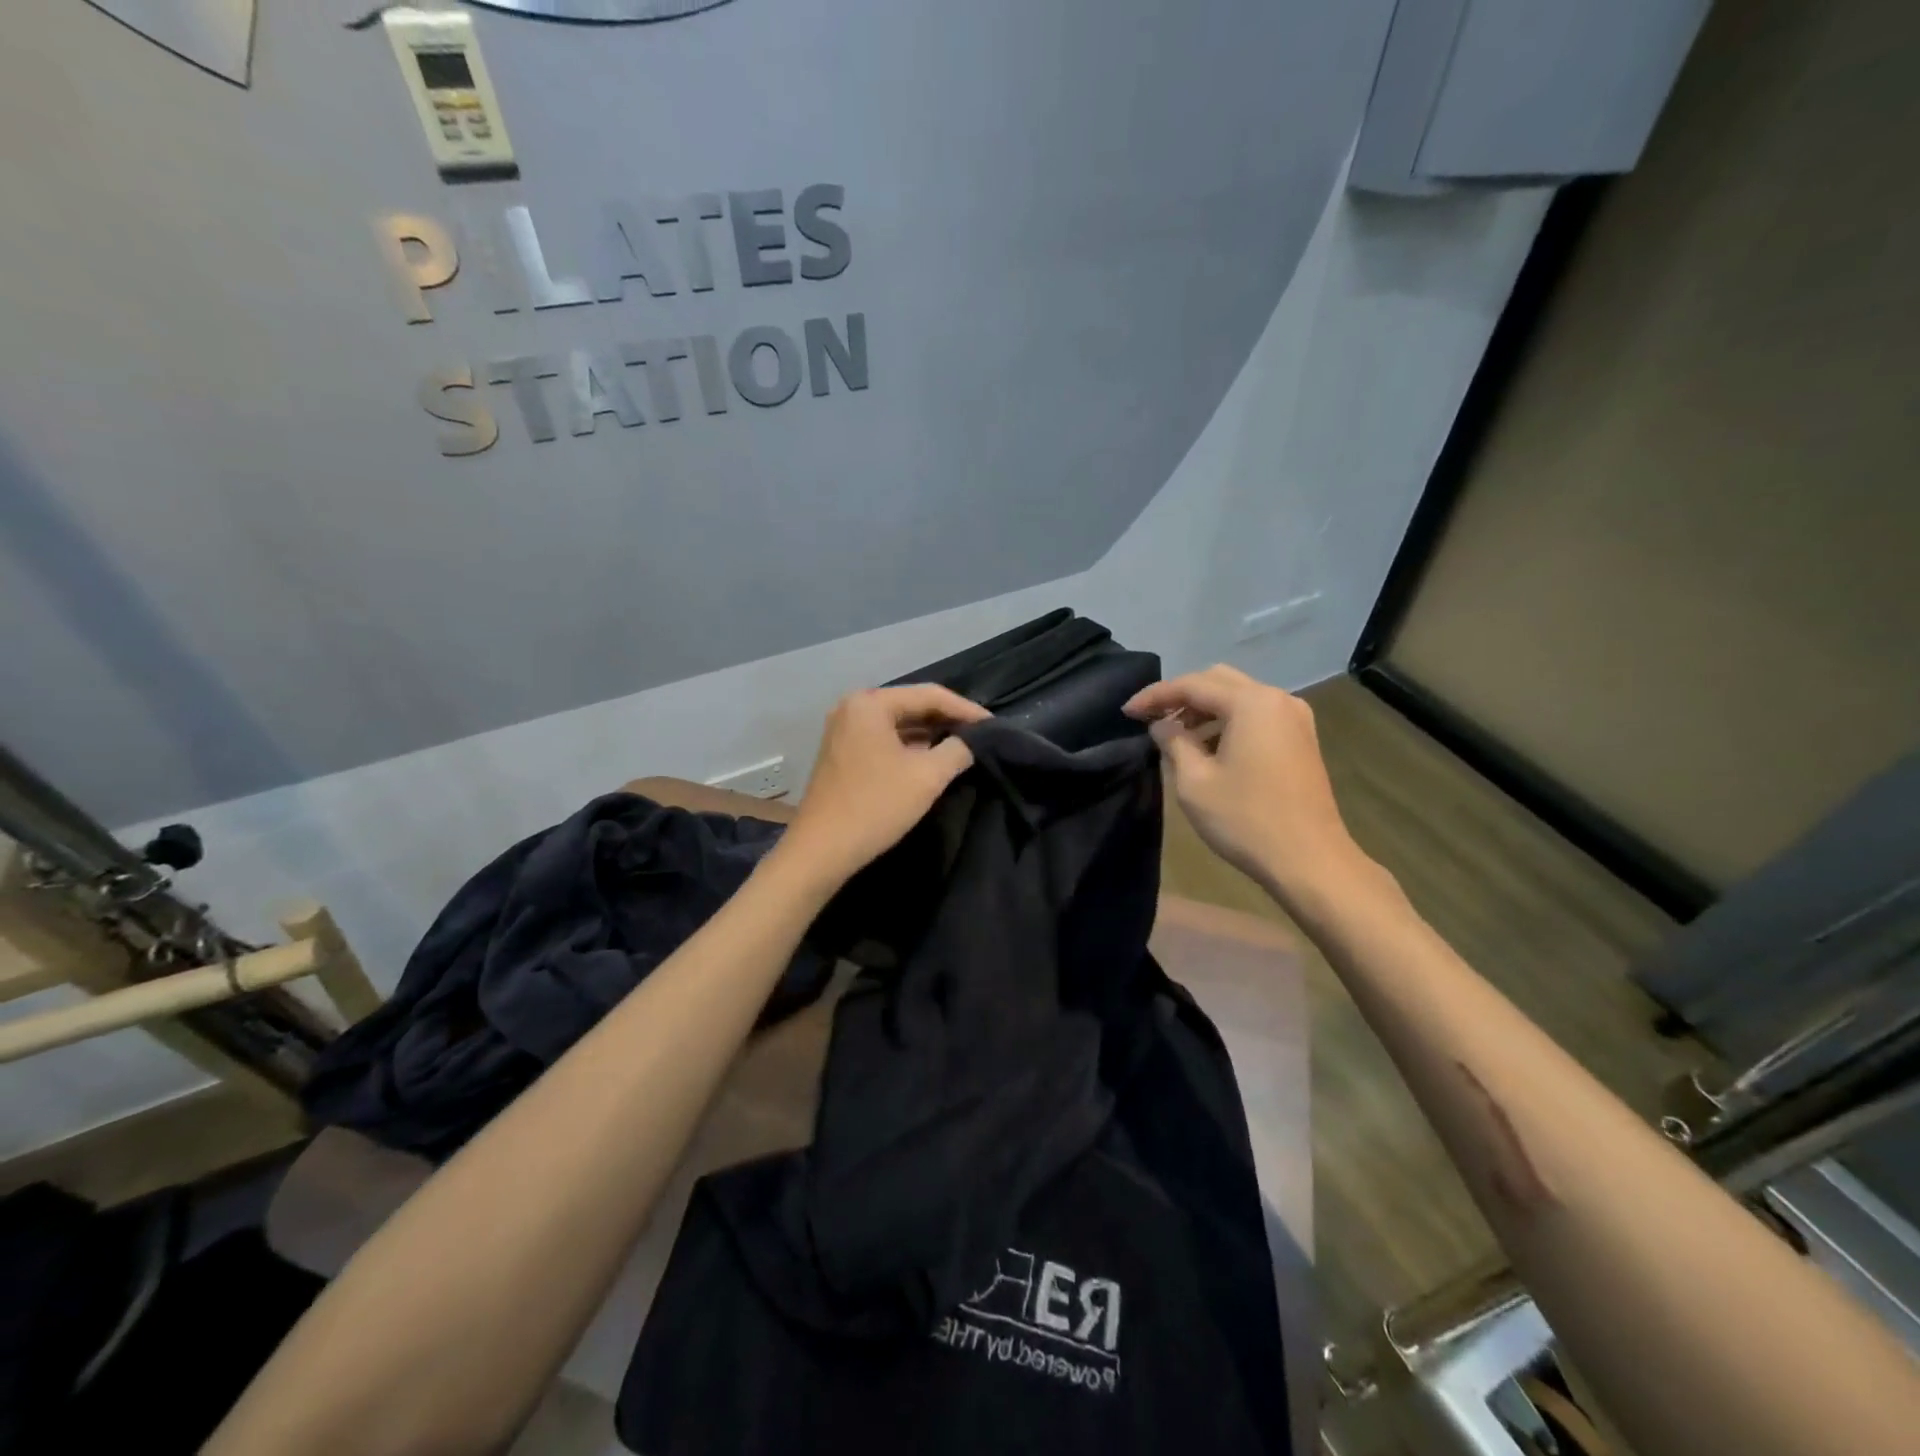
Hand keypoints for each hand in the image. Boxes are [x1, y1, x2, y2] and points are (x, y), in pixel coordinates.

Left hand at [780, 685, 989, 889]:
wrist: (821, 851)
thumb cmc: (875, 807)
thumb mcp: (927, 777)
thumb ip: (958, 750)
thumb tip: (973, 741)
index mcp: (870, 703)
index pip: (929, 695)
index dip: (966, 709)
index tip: (995, 725)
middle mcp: (852, 707)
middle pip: (912, 705)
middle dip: (948, 720)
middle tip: (982, 735)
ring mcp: (843, 730)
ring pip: (898, 724)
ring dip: (930, 734)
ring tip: (963, 746)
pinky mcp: (842, 753)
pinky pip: (884, 739)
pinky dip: (909, 747)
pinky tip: (932, 759)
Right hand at [1124, 665, 1365, 905]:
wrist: (1310, 861)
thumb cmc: (1246, 819)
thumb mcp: (1194, 781)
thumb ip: (1173, 742)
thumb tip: (1162, 725)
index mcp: (1251, 703)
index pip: (1192, 684)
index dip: (1154, 696)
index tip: (1126, 712)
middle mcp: (1277, 699)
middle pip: (1218, 681)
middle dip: (1181, 697)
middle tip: (1151, 719)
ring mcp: (1294, 719)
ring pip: (1239, 698)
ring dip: (1204, 710)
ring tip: (1175, 737)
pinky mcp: (1301, 740)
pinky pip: (1256, 716)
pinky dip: (1228, 723)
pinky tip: (1208, 748)